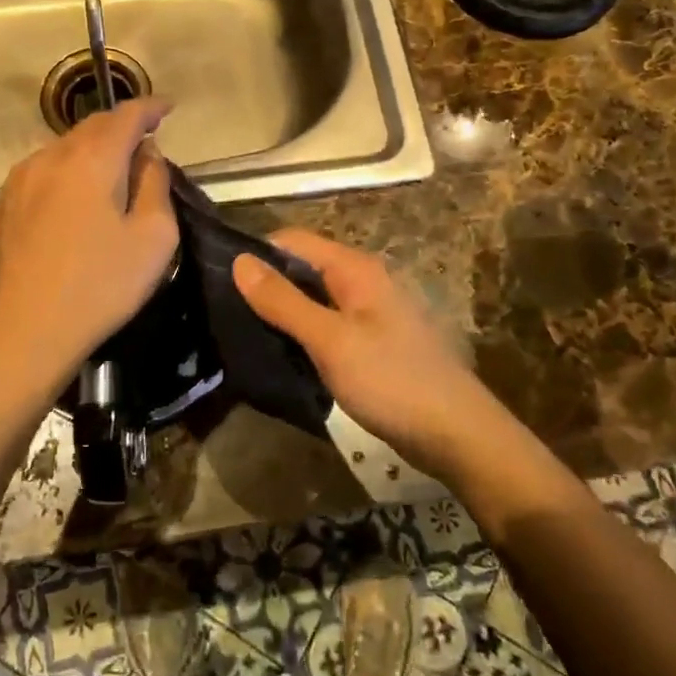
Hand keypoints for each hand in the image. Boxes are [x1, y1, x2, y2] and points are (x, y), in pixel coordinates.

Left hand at [0, 99, 178, 402]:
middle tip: (145, 141)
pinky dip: (66, 170)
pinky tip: (74, 196)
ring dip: (92, 149)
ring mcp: (20, 180)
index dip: (150, 107)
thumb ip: (155, 184)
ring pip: (63, 147)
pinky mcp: (3, 205)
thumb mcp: (154, 238)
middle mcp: (50, 157)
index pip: (125, 115)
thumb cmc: (100, 286)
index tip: (168, 108)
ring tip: (112, 169)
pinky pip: (42, 171)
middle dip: (121, 126)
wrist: (25, 332)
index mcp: (91, 159)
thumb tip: (147, 154)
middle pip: (91, 126)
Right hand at [233, 230, 513, 479]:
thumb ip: (283, 301)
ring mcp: (370, 313)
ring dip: (283, 312)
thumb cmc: (391, 380)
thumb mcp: (330, 340)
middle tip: (225, 312)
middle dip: (267, 285)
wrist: (456, 434)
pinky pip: (328, 325)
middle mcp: (363, 281)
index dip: (257, 253)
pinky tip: (281, 355)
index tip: (218, 280)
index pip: (293, 240)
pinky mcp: (372, 342)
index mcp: (355, 268)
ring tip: (243, 333)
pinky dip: (303, 334)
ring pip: (314, 299)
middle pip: (303, 268)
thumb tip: (239, 261)